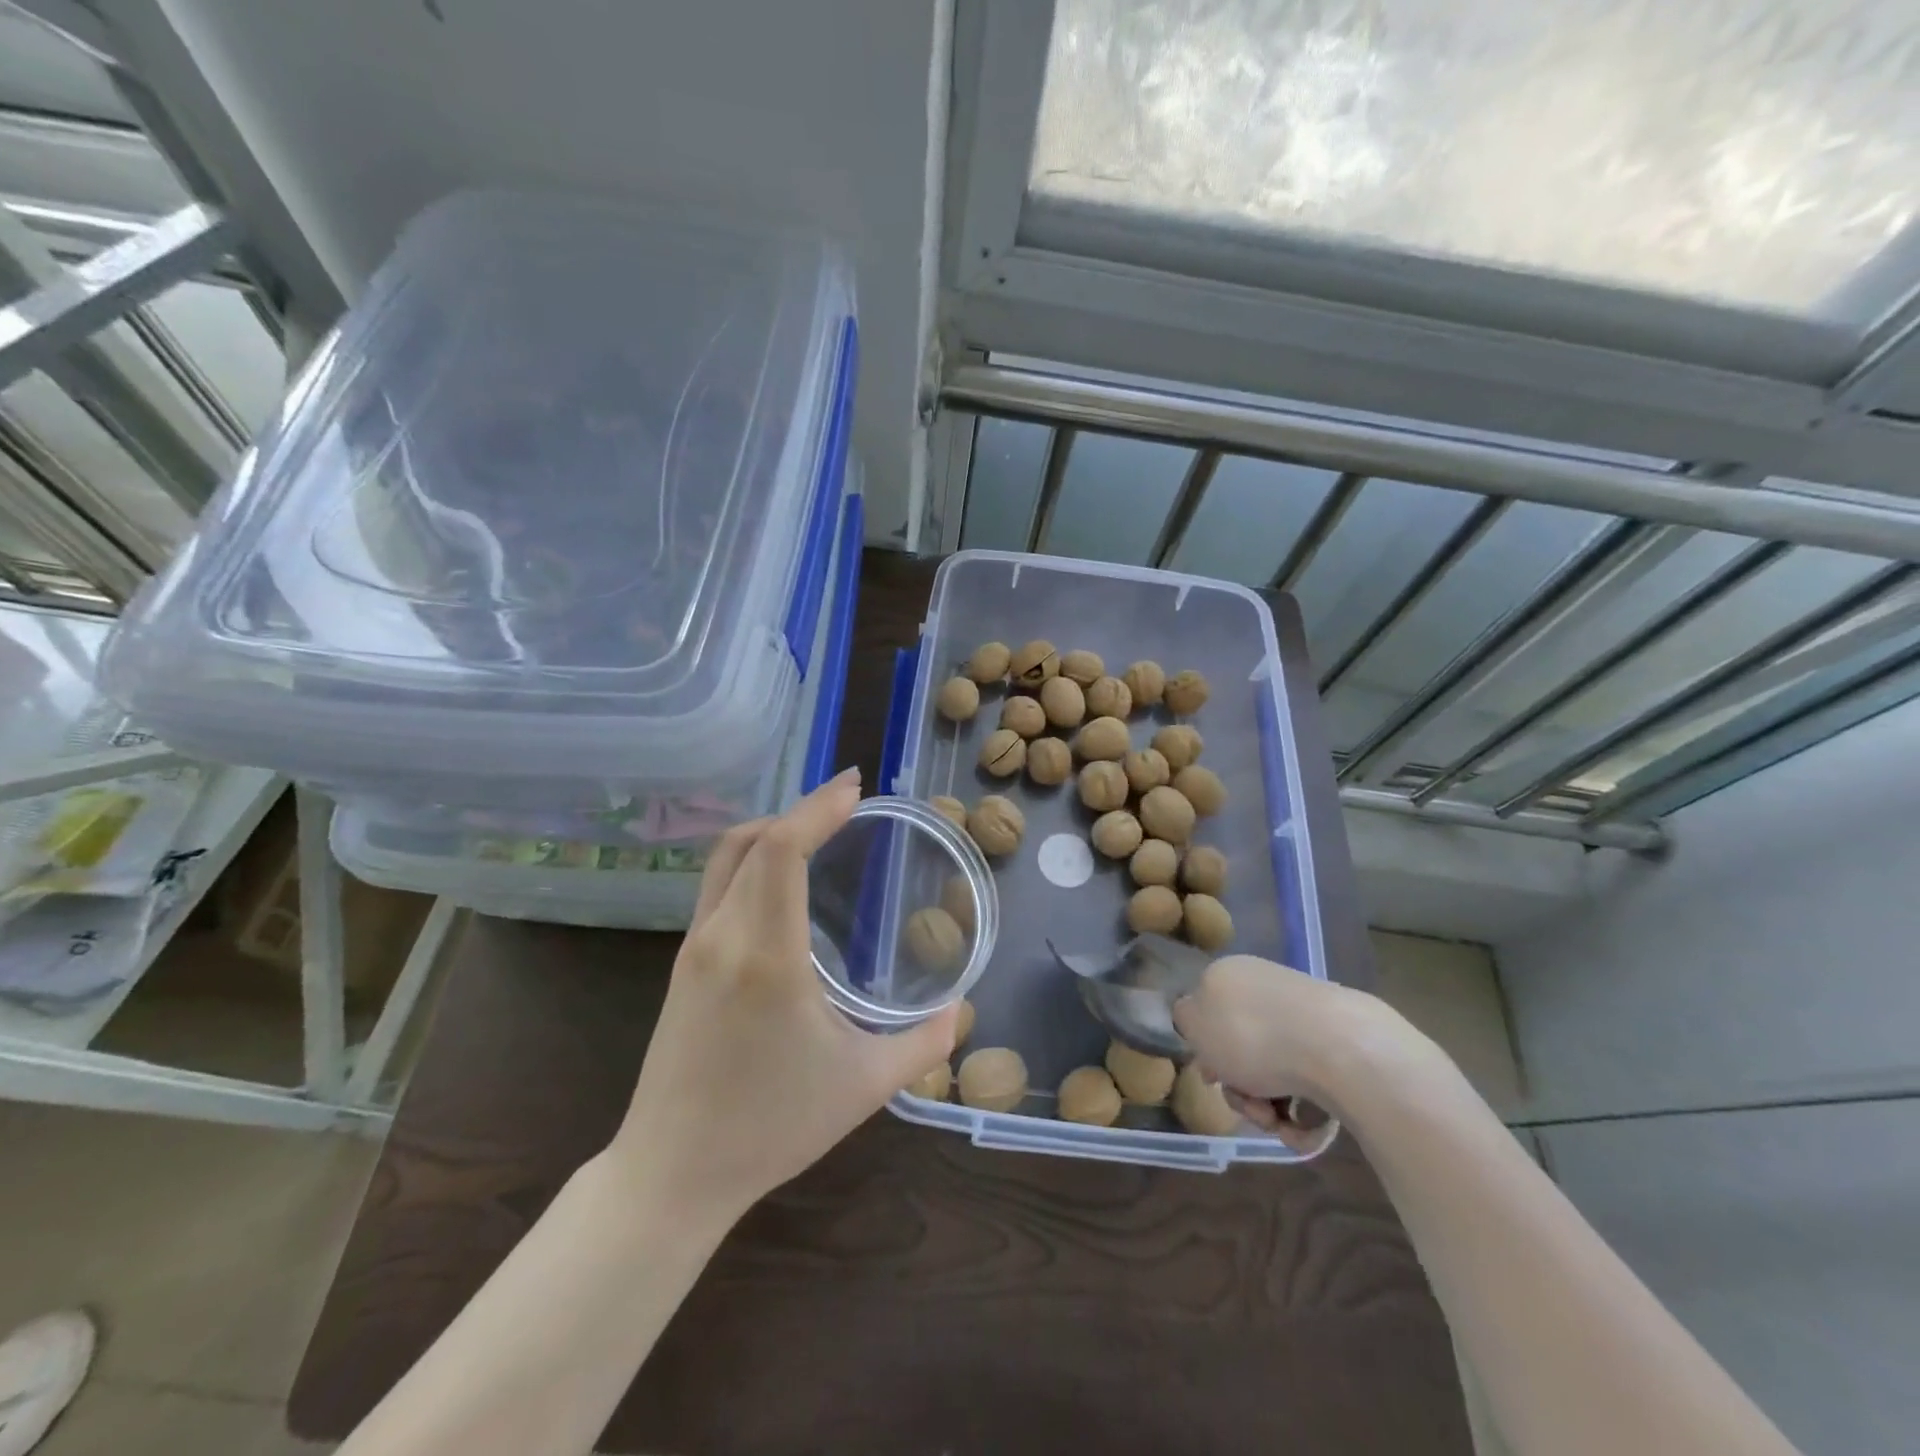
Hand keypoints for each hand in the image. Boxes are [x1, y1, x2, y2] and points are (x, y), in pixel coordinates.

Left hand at [609, 768, 958, 1225]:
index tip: (854, 788)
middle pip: (751, 839)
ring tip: (819, 832)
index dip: (817, 808)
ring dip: (772, 831)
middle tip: (847, 803)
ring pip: (726, 859)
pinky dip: (753, 860)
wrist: (670, 1174)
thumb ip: (923, 1044)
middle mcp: (722, 936)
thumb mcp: (864, 1086)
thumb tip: (961, 1012)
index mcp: (766, 955)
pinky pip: (717, 886)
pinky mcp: (681, 963)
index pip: (780, 850)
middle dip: (800, 810)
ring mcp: (693, 948)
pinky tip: (784, 882)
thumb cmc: (770, 1127)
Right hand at [1172, 955, 1417, 1149]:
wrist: (1340, 1049)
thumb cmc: (1253, 1035)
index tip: (1212, 1077)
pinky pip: (1310, 1089)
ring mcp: (1307, 1020)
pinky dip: (1305, 1116)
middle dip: (1241, 1090)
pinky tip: (1307, 1127)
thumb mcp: (1195, 1023)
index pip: (1208, 1012)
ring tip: (1279, 1123)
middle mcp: (1267, 992)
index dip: (1206, 1051)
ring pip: (1274, 1076)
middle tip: (1250, 1107)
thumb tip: (1195, 1018)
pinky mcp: (1341, 1051)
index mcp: (1231, 976)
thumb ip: (1185, 1018)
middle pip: (1241, 1052)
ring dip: (1269, 1109)